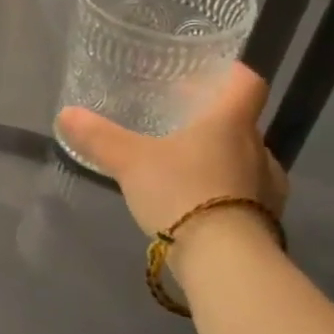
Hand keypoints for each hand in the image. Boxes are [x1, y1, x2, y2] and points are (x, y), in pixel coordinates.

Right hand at [55, 62, 288, 239]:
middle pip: (241, 124)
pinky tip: (196, 204)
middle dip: (213, 123)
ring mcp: (268, 187)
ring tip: (184, 168)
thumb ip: (99, 137)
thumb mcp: (129, 161)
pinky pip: (246, 195)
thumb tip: (66, 114)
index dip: (230, 74)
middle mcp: (258, 149)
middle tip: (178, 125)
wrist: (225, 259)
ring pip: (244, 161)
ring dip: (220, 160)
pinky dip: (224, 192)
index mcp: (230, 124)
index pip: (246, 84)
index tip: (208, 74)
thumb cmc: (181, 192)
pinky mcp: (267, 221)